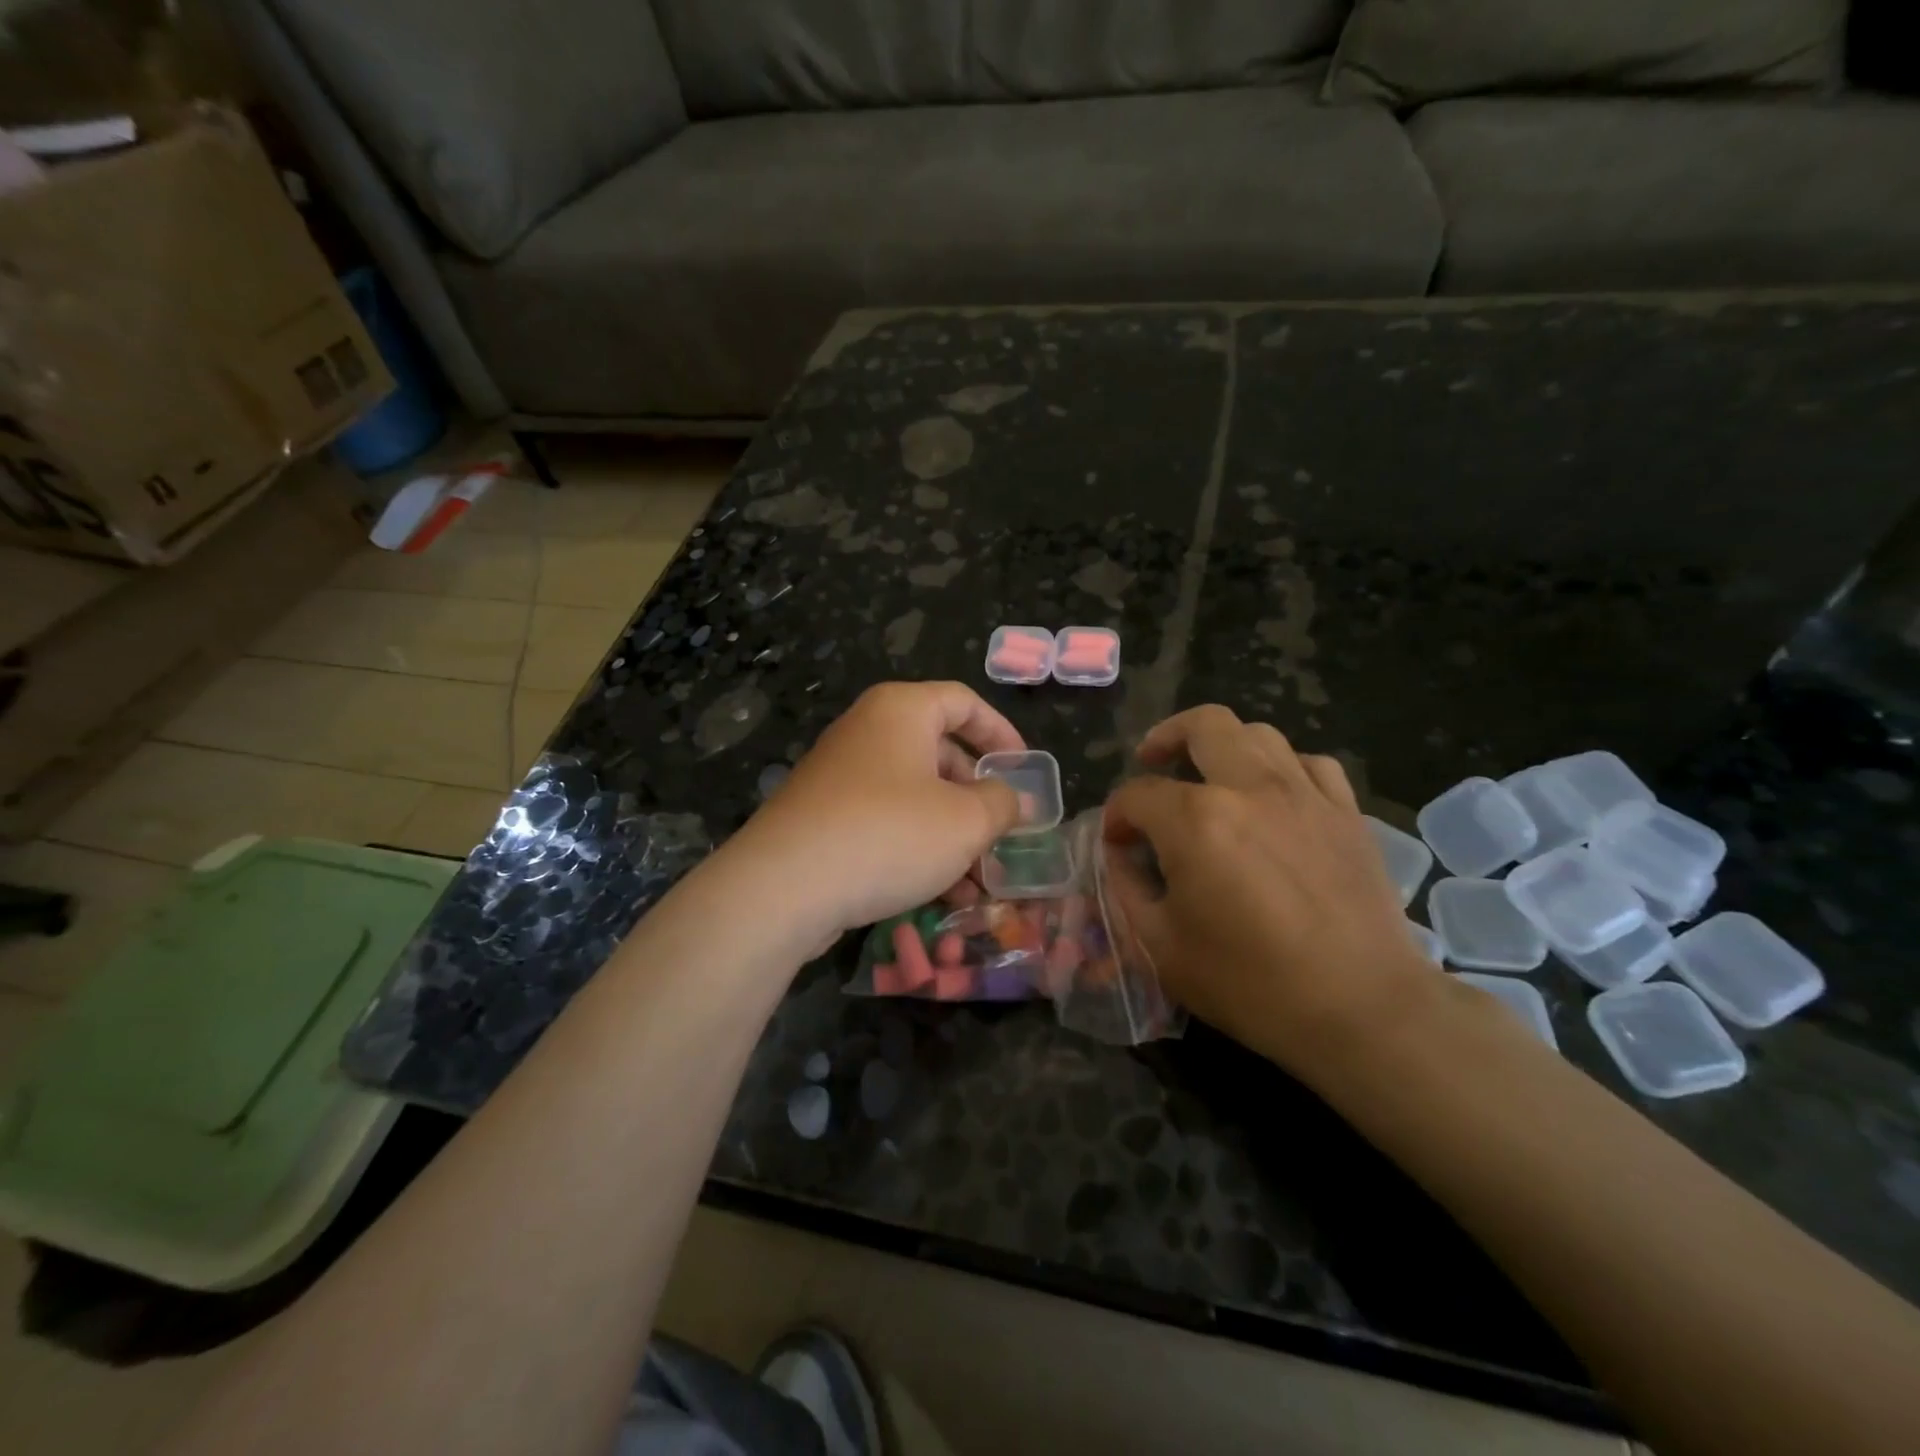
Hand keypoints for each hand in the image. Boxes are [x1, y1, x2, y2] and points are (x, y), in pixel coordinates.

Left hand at [726, 681, 1025, 945]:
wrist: (783, 887)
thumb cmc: (889, 834)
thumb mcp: (966, 821)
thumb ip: (1002, 804)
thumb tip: (1017, 800)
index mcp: (902, 710)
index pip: (964, 701)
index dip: (1002, 733)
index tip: (1025, 772)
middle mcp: (868, 731)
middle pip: (940, 752)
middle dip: (977, 798)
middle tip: (1003, 834)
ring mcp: (841, 775)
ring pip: (914, 796)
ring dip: (952, 835)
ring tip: (979, 883)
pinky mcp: (824, 817)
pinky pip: (885, 822)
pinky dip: (917, 848)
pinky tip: (941, 896)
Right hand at [1102, 706, 1431, 1075]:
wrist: (1362, 1010)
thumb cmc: (1250, 983)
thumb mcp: (1161, 946)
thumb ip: (1126, 889)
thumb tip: (1120, 855)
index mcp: (1195, 821)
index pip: (1137, 796)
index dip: (1117, 818)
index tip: (1117, 845)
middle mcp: (1248, 788)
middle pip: (1201, 726)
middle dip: (1164, 738)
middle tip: (1151, 762)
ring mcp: (1304, 794)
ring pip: (1258, 733)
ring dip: (1223, 746)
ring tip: (1210, 774)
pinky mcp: (1346, 812)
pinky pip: (1311, 764)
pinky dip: (1283, 768)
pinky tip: (1275, 796)